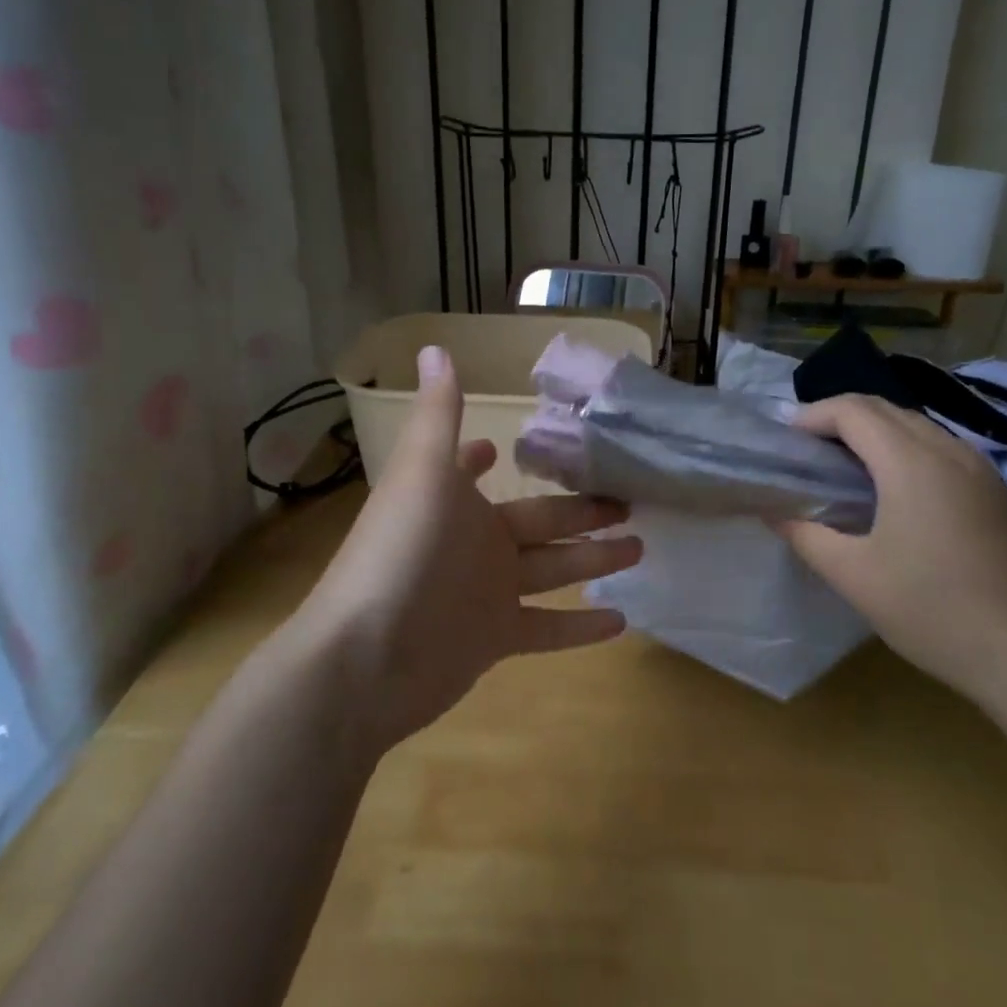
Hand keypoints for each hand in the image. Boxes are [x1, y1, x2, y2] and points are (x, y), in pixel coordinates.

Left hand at [292, 346, 638, 751]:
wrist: (365, 659)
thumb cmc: (401, 552)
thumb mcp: (424, 473)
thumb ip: (439, 414)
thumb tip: (434, 347)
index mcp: (453, 499)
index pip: (474, 470)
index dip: (487, 457)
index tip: (517, 446)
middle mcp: (472, 543)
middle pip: (540, 522)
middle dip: (582, 512)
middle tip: (631, 502)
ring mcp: (484, 594)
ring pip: (551, 571)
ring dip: (593, 562)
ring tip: (642, 548)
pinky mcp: (494, 641)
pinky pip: (547, 629)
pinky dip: (581, 626)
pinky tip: (623, 621)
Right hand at [777, 394, 1006, 712]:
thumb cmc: (935, 612)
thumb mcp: (855, 577)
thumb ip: (806, 535)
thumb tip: (773, 511)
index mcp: (911, 462)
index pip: (853, 410)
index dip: (812, 414)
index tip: (785, 440)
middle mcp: (949, 451)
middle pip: (885, 409)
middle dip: (840, 418)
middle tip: (807, 450)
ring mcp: (982, 469)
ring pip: (918, 426)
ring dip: (875, 433)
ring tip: (844, 466)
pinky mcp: (999, 492)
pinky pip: (942, 449)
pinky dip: (906, 450)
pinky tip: (896, 491)